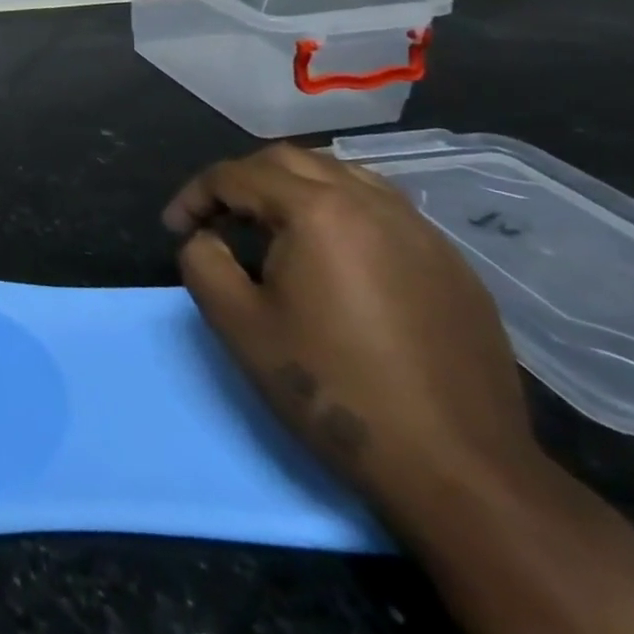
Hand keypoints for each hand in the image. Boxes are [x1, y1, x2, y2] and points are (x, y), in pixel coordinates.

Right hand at [165, 144, 538, 529]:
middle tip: (216, 220)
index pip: (235, 175)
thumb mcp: (237, 324)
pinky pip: (382, 210)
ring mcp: (421, 232)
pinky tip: (332, 258)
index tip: (174, 228)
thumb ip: (202, 261)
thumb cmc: (332, 389)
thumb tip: (206, 238)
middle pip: (288, 161)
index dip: (194, 195)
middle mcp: (371, 203)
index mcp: (317, 211)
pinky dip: (340, 213)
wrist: (460, 472)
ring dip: (292, 189)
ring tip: (270, 229)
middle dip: (241, 181)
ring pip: (340, 176)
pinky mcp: (452, 266)